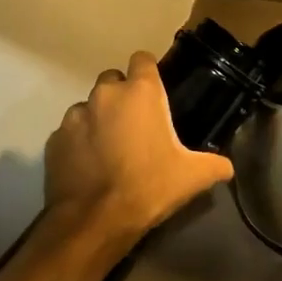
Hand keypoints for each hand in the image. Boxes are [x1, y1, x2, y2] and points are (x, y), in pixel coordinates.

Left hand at [44, 51, 234, 244]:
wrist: (95, 221)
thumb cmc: (149, 187)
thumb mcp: (193, 177)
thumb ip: (215, 165)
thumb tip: (227, 167)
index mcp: (140, 93)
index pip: (143, 59)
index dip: (150, 72)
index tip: (156, 91)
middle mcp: (104, 95)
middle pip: (113, 81)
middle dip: (123, 97)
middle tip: (136, 126)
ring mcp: (74, 116)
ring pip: (89, 107)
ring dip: (100, 120)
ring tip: (111, 149)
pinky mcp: (54, 140)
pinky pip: (70, 133)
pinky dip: (80, 143)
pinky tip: (90, 167)